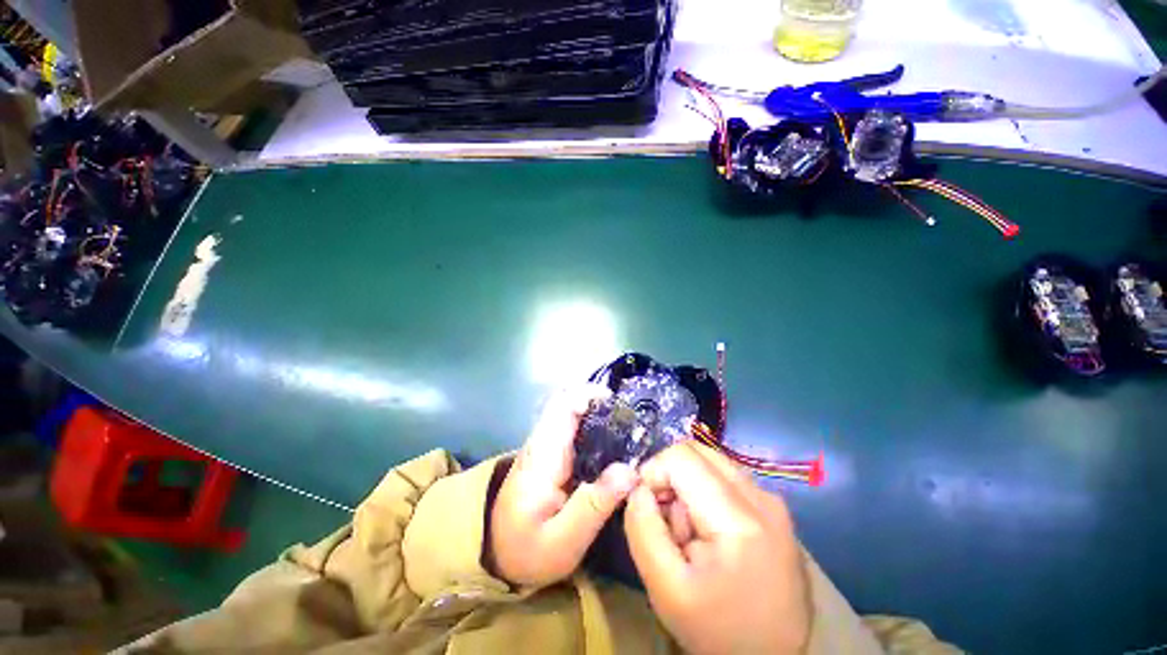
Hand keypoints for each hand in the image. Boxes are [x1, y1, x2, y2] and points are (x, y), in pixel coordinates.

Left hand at [489, 385, 639, 586]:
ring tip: (627, 431)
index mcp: (544, 454)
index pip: (562, 405)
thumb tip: (630, 471)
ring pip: (571, 411)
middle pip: (568, 401)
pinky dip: (594, 426)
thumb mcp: (564, 541)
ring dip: (598, 412)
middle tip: (630, 420)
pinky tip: (612, 444)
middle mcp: (543, 440)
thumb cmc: (527, 551)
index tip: (617, 405)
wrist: (497, 554)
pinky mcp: (552, 453)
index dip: (588, 394)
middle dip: (600, 402)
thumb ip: (594, 505)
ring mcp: (546, 445)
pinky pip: (573, 427)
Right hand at [625, 441, 811, 654]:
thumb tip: (638, 487)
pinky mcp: (772, 508)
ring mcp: (771, 500)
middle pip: (697, 451)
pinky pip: (725, 477)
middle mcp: (762, 497)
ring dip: (687, 485)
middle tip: (667, 519)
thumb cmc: (718, 632)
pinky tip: (708, 531)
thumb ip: (642, 529)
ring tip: (689, 531)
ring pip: (710, 462)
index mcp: (739, 519)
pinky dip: (704, 492)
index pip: (681, 456)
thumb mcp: (665, 589)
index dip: (653, 472)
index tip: (647, 507)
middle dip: (670, 477)